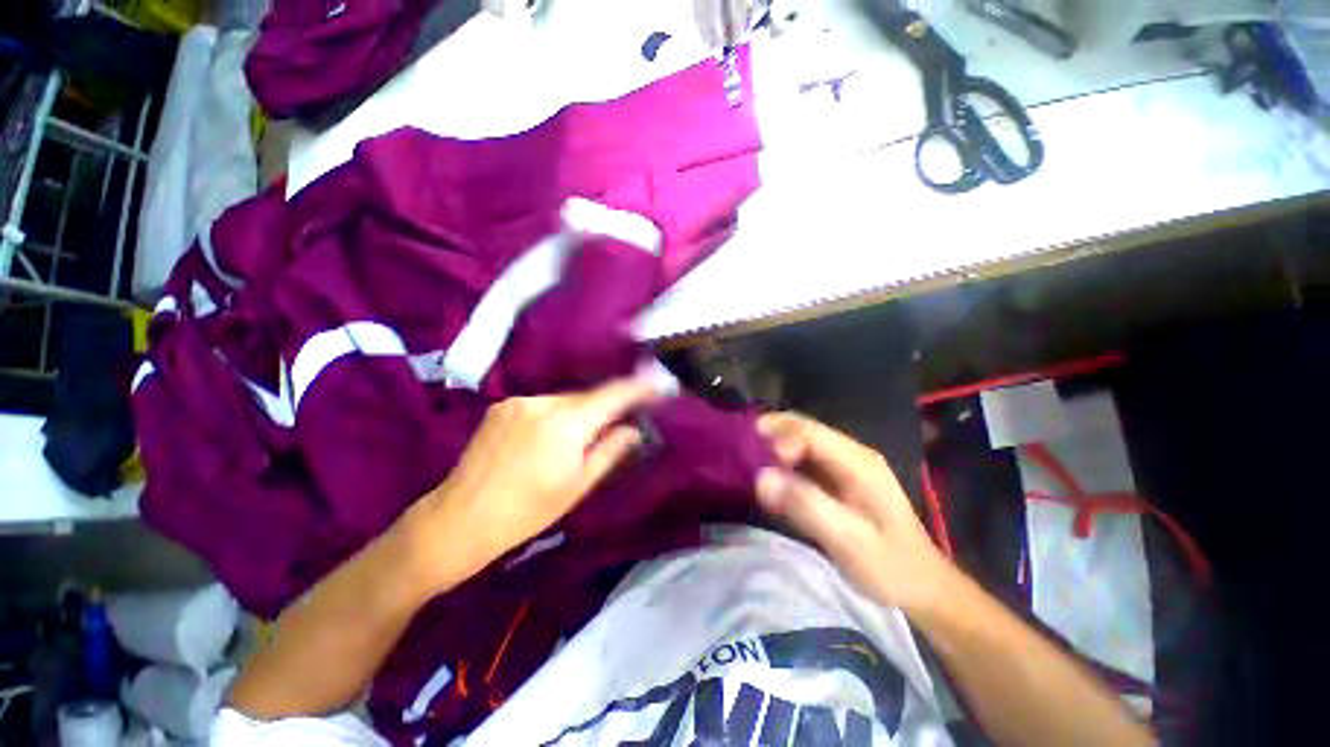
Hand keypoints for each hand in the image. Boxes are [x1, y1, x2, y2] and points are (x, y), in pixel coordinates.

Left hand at [416, 377, 659, 581]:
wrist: (459, 519)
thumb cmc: (527, 511)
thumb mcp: (578, 486)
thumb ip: (610, 451)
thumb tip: (633, 429)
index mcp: (566, 424)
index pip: (612, 395)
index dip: (637, 388)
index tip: (656, 386)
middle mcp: (543, 403)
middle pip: (588, 396)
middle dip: (607, 405)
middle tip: (621, 421)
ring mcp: (519, 401)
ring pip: (565, 399)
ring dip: (581, 411)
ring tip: (582, 436)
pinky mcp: (503, 406)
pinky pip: (544, 403)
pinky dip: (558, 413)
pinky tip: (551, 436)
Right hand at [755, 412, 951, 613]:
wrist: (924, 587)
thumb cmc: (891, 567)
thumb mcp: (849, 542)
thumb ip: (806, 506)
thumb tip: (761, 478)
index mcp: (857, 461)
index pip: (808, 432)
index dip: (778, 439)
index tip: (757, 464)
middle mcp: (849, 454)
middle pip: (801, 428)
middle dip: (769, 436)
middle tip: (740, 454)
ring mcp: (843, 465)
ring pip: (798, 441)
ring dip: (772, 448)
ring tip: (747, 464)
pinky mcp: (837, 479)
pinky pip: (802, 459)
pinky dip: (781, 463)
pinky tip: (768, 478)